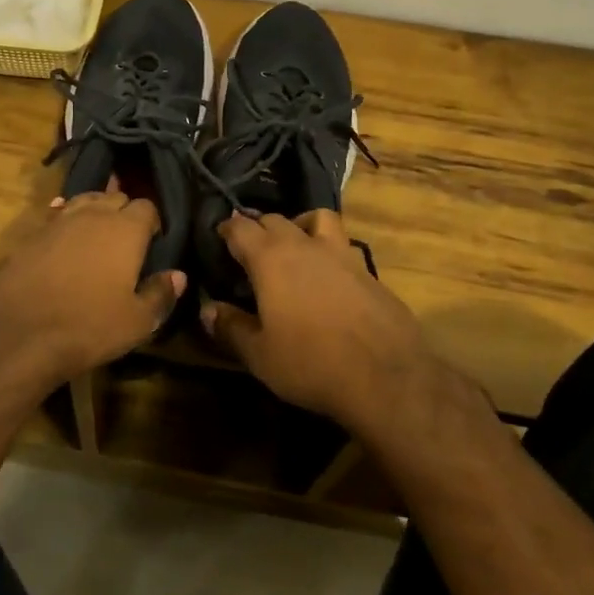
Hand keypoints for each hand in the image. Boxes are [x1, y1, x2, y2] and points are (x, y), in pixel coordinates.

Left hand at [0, 190, 183, 394]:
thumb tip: (178, 275)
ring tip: (97, 235)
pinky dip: (65, 223)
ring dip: (94, 212)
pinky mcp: (31, 234)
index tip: (153, 242)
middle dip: (125, 212)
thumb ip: (161, 294)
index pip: (147, 206)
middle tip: (127, 241)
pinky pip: (55, 217)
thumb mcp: (137, 322)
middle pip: (115, 197)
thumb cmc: (88, 327)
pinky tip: (64, 240)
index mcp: (125, 229)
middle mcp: (93, 214)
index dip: (152, 222)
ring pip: (84, 201)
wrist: (19, 334)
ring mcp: (58, 221)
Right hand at [200, 210, 429, 427]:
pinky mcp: (368, 270)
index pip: (240, 227)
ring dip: (299, 225)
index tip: (219, 238)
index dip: (226, 230)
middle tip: (249, 248)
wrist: (386, 376)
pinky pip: (342, 246)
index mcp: (270, 258)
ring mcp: (341, 253)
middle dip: (258, 228)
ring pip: (316, 218)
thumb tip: (207, 310)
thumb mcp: (260, 354)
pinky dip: (329, 251)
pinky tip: (329, 277)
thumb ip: (231, 327)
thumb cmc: (311, 363)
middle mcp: (304, 245)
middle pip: (275, 219)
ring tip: (294, 246)